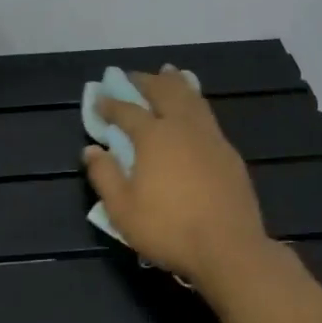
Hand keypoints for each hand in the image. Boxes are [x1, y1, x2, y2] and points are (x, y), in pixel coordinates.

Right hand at [82, 67, 271, 285]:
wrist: (230, 249)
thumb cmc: (168, 229)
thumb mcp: (122, 210)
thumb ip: (104, 176)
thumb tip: (91, 150)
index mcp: (154, 137)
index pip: (127, 111)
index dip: (110, 103)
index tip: (99, 98)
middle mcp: (183, 128)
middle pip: (165, 92)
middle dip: (146, 81)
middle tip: (133, 77)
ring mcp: (211, 138)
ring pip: (192, 99)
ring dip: (176, 83)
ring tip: (169, 73)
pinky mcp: (229, 153)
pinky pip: (208, 116)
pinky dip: (195, 102)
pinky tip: (194, 110)